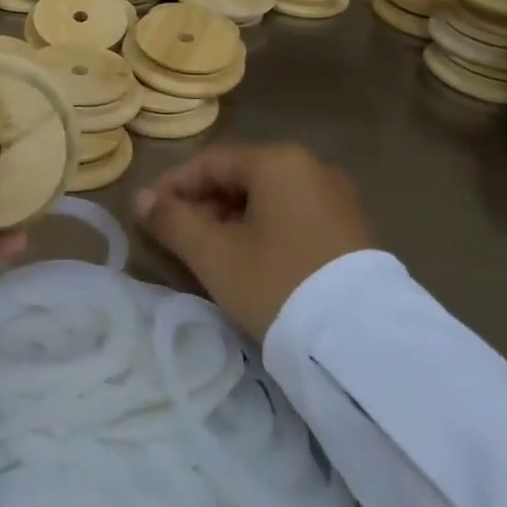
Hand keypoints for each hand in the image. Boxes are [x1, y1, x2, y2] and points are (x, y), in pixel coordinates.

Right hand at [134, 143, 373, 337]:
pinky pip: (292, 216)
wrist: (365, 345)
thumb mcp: (214, 255)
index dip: (173, 185)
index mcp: (278, 162)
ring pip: (266, 198)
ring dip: (230, 219)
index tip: (148, 214)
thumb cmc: (278, 284)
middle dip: (202, 204)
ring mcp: (336, 198)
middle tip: (176, 237)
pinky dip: (262, 230)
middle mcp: (311, 167)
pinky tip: (249, 261)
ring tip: (208, 253)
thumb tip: (141, 199)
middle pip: (240, 177)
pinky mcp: (351, 230)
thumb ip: (172, 221)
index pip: (210, 162)